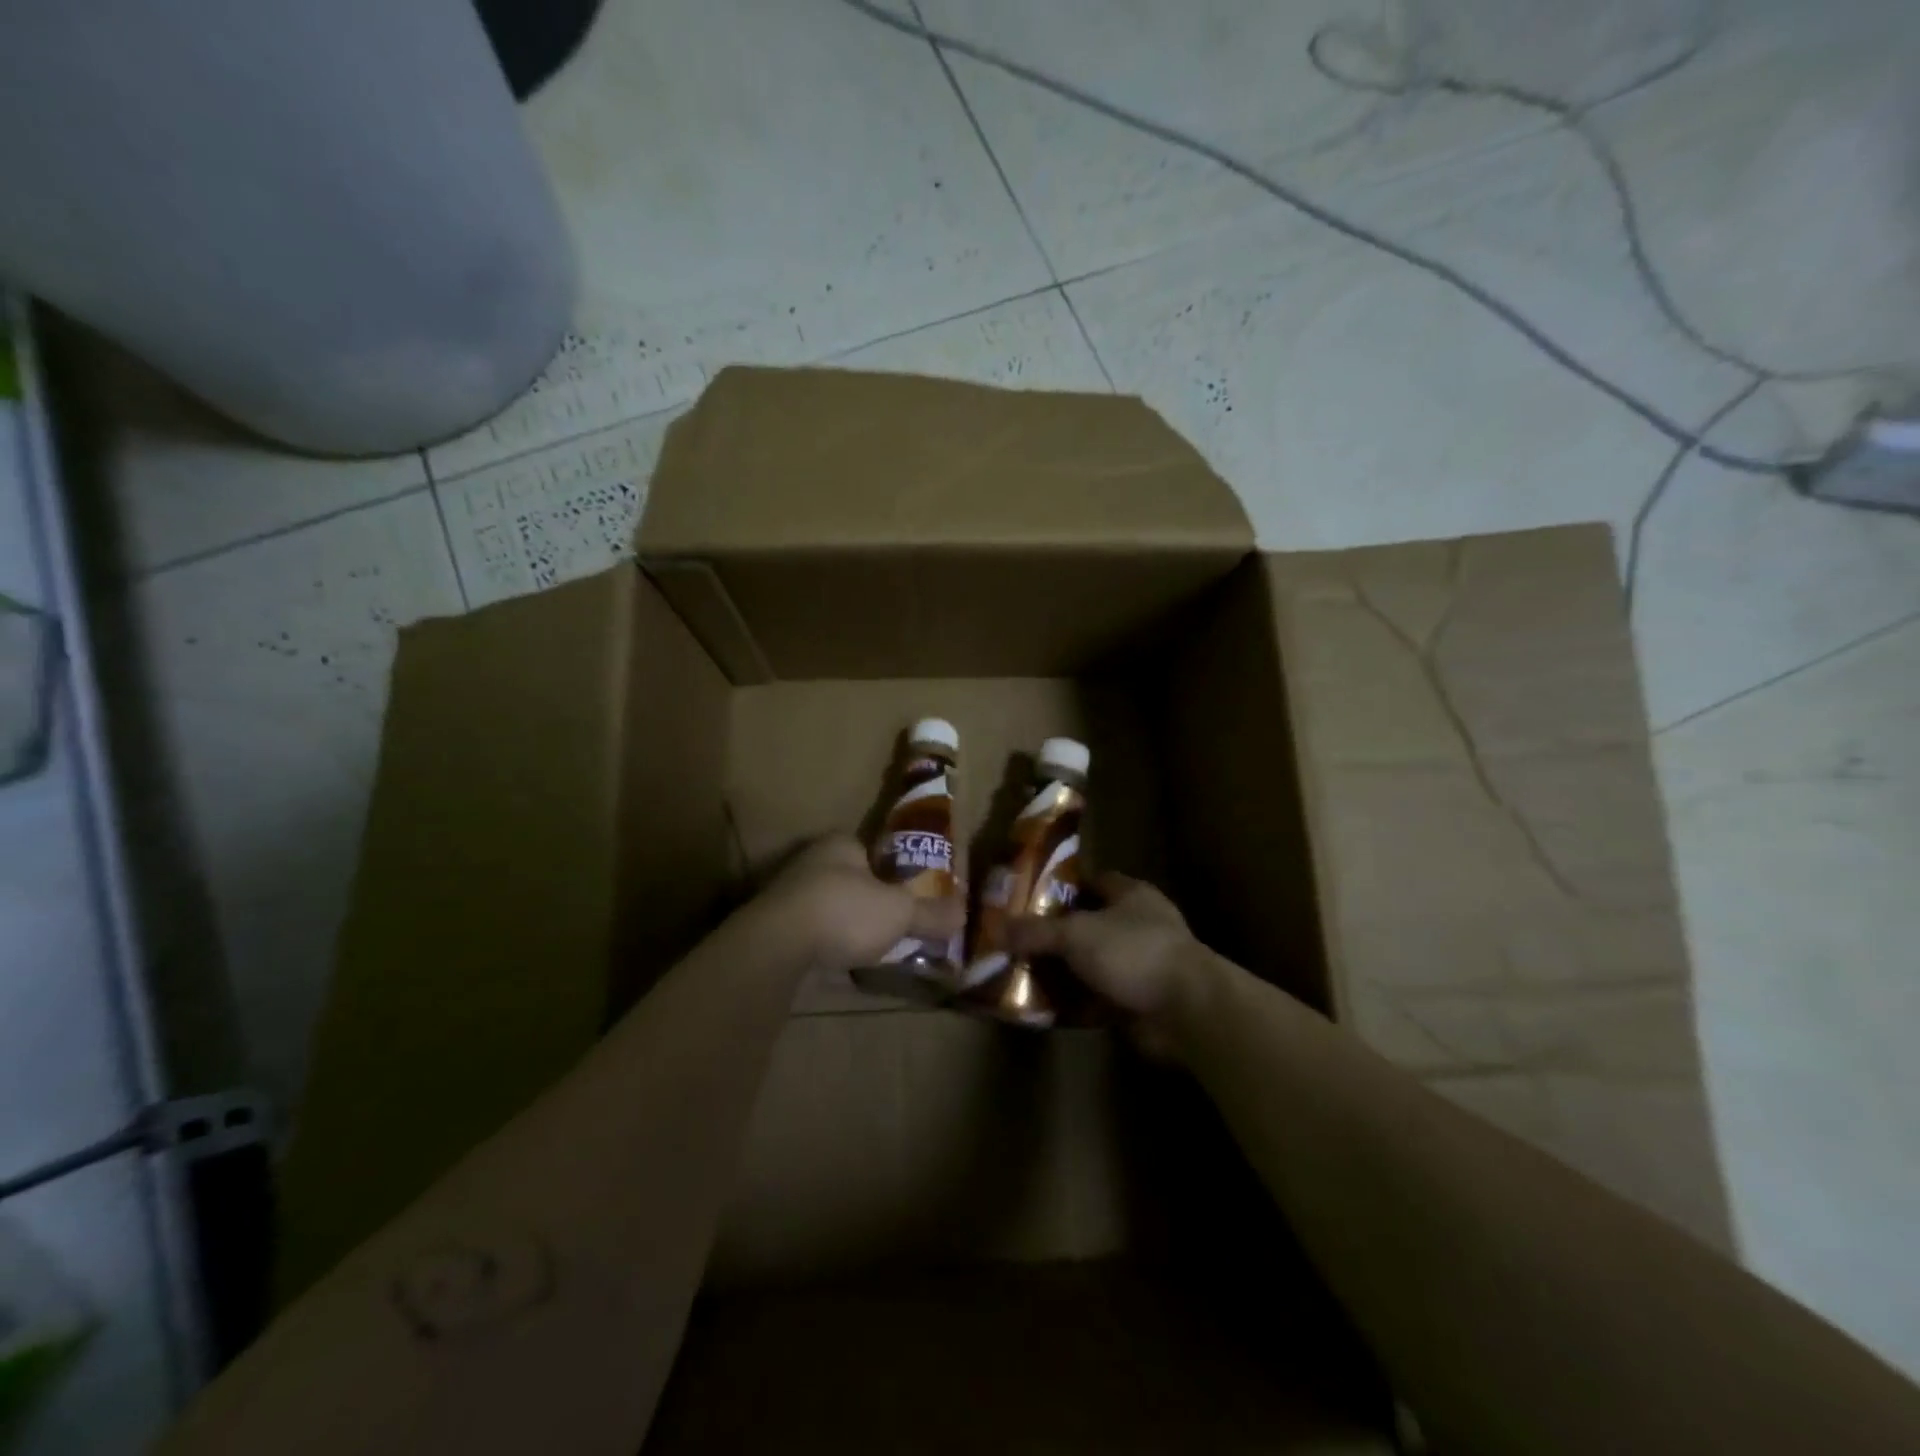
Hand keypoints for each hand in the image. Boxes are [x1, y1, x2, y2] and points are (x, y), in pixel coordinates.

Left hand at [756, 835, 964, 971]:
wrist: (777, 947)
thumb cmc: (844, 912)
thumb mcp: (899, 912)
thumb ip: (931, 913)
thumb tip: (963, 912)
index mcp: (839, 845)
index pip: (869, 850)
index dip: (889, 871)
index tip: (906, 896)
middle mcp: (810, 863)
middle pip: (849, 880)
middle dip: (868, 901)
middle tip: (894, 926)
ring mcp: (787, 897)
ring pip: (828, 908)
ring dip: (846, 927)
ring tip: (871, 950)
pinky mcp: (774, 930)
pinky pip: (810, 936)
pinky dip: (825, 948)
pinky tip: (841, 966)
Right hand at [1007, 873, 1209, 1055]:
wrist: (1187, 1010)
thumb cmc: (1134, 952)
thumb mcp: (1076, 934)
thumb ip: (1036, 931)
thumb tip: (996, 928)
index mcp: (1132, 895)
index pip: (1094, 881)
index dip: (1064, 887)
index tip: (1031, 898)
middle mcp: (1140, 924)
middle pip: (1091, 924)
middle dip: (1059, 934)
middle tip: (1021, 941)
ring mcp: (1144, 964)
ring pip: (1095, 962)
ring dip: (1068, 971)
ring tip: (1026, 974)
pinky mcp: (1143, 999)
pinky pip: (1101, 996)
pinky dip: (1079, 1001)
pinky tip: (1049, 1007)